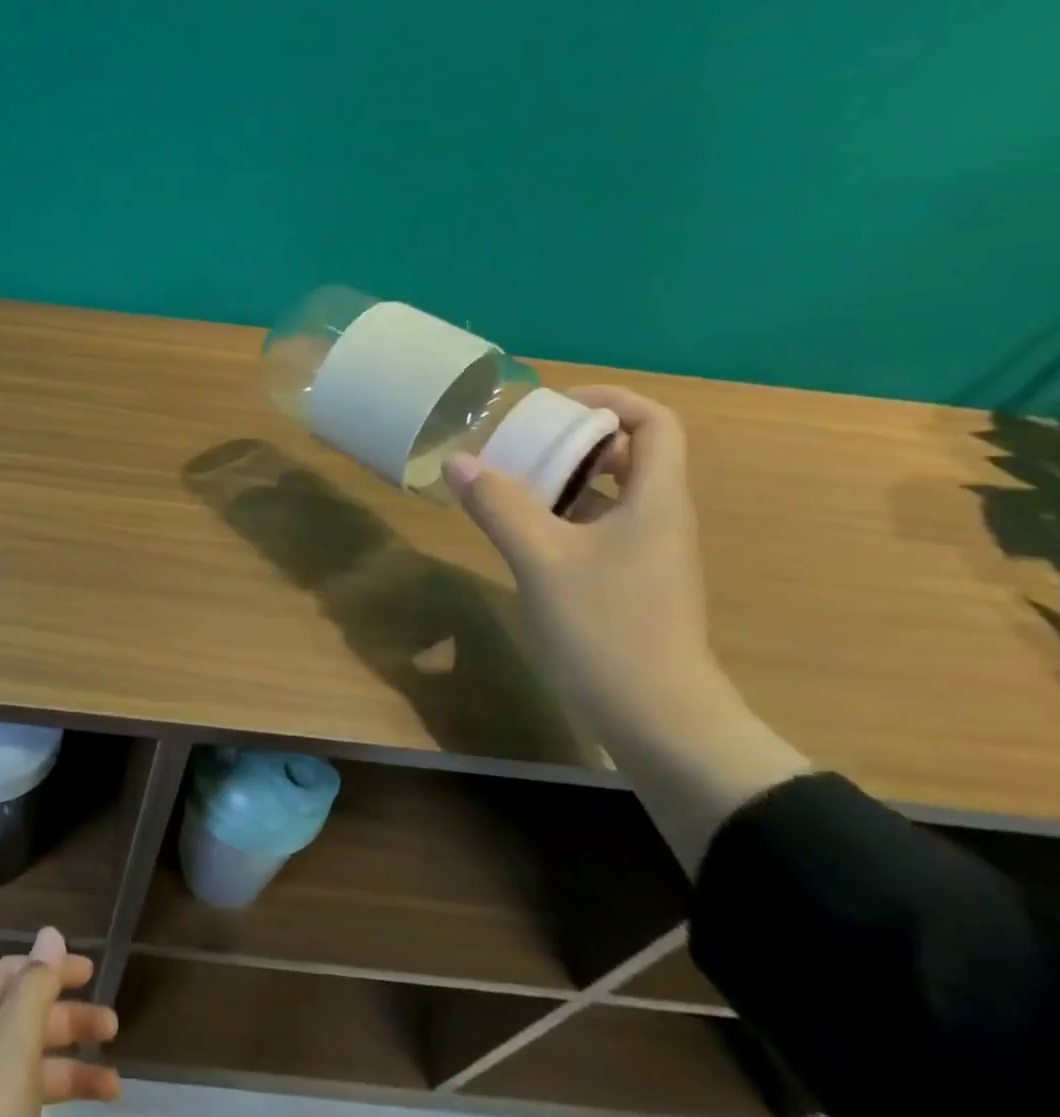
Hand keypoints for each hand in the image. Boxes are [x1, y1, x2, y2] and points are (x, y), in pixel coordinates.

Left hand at [0, 926, 120, 1116]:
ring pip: (27, 1082)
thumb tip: (50, 932)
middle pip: (20, 1028)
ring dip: (72, 1080)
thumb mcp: (11, 1051)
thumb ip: (35, 990)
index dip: (47, 968)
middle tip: (113, 1029)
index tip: (91, 973)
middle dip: (68, 1025)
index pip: (6, 977)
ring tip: (115, 1091)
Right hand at [443, 385, 715, 729]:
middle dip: (575, 439)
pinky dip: (562, 514)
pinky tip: (522, 532)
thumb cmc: (606, 628)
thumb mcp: (541, 560)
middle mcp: (659, 517)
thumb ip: (499, 506)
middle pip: (631, 453)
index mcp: (655, 500)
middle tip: (519, 444)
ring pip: (612, 492)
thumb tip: (458, 462)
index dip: (607, 401)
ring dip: (564, 478)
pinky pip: (598, 526)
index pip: (654, 422)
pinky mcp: (629, 580)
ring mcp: (646, 552)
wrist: (656, 715)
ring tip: (510, 482)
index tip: (551, 408)